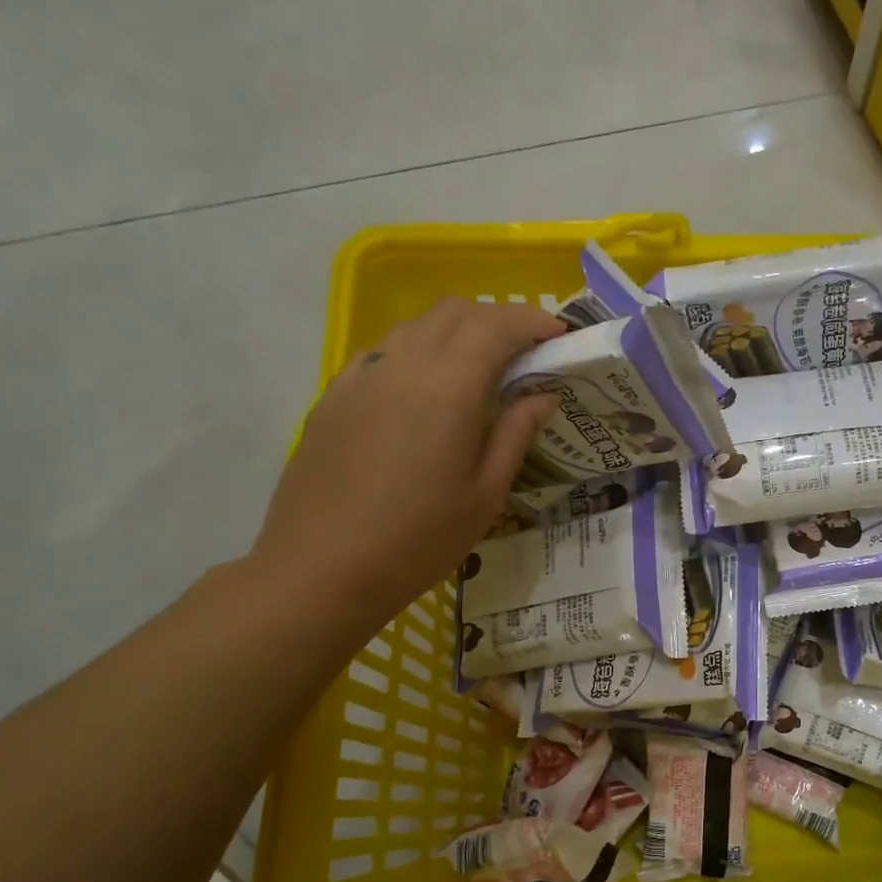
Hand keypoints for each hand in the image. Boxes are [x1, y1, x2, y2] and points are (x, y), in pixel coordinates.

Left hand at [249, 298, 562, 625]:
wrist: (322, 569)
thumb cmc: (419, 540)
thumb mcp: (485, 495)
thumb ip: (516, 434)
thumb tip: (542, 395)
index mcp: (447, 388)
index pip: (495, 325)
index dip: (532, 321)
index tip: (559, 336)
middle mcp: (402, 365)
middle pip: (454, 311)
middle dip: (497, 319)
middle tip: (524, 354)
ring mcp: (361, 377)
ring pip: (415, 326)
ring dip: (456, 332)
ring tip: (479, 371)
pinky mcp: (334, 396)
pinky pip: (383, 353)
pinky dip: (418, 353)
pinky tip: (425, 393)